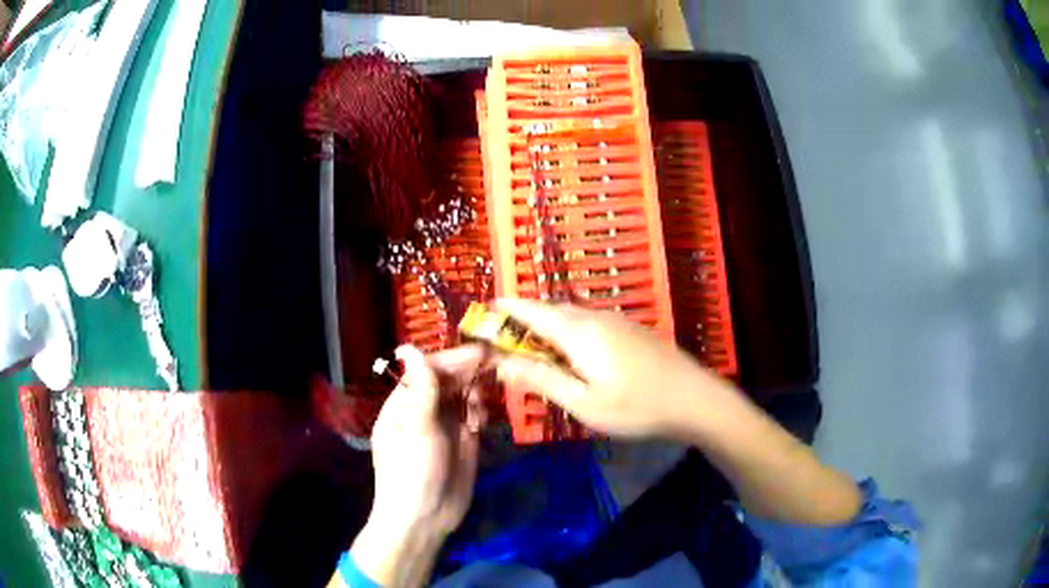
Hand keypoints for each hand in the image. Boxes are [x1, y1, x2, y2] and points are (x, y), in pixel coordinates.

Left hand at [349, 345, 486, 586]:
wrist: (425, 518)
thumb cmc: (412, 471)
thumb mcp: (416, 428)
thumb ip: (421, 388)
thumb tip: (409, 348)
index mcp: (404, 403)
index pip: (429, 370)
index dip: (454, 359)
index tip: (481, 351)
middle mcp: (424, 410)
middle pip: (448, 380)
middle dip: (470, 369)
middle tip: (498, 358)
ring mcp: (445, 426)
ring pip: (463, 396)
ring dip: (477, 390)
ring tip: (492, 387)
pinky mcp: (464, 442)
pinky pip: (474, 416)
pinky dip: (480, 411)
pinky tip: (483, 415)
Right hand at [493, 300, 862, 526]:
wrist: (696, 400)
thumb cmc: (637, 406)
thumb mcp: (583, 402)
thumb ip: (541, 379)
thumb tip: (501, 362)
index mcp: (578, 330)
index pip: (529, 309)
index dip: (502, 310)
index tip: (480, 316)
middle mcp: (594, 316)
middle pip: (548, 311)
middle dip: (520, 321)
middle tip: (500, 343)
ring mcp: (615, 320)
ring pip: (569, 317)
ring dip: (544, 329)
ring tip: (530, 352)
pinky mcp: (629, 330)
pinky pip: (587, 324)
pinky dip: (566, 334)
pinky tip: (569, 357)